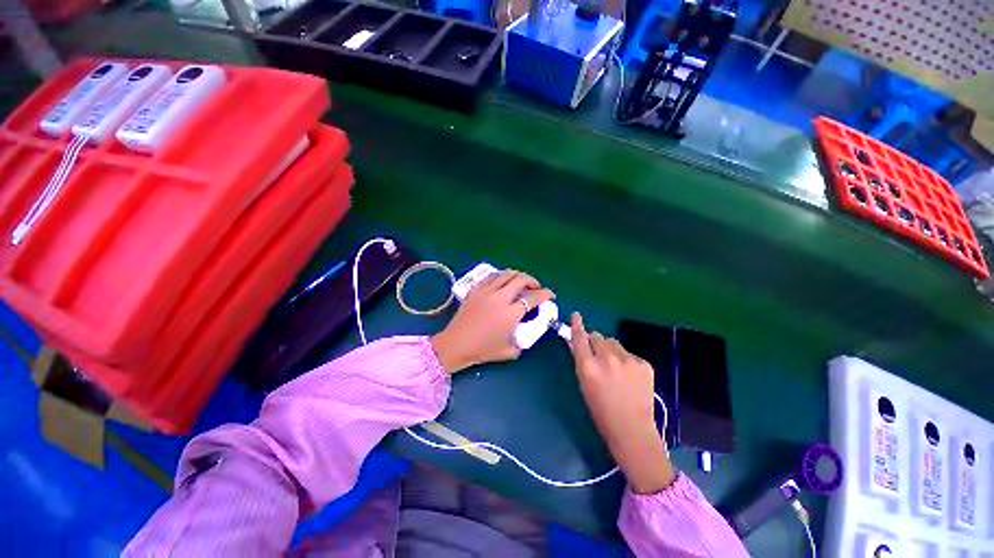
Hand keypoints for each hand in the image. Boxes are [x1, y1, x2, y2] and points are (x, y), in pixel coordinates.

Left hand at [431, 270, 553, 373]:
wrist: (455, 344)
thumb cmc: (482, 350)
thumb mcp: (508, 352)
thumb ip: (522, 342)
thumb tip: (526, 333)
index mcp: (510, 314)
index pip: (533, 298)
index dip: (545, 294)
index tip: (550, 295)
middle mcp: (500, 298)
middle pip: (521, 280)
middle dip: (533, 281)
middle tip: (535, 287)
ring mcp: (486, 291)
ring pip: (506, 274)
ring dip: (518, 276)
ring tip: (521, 282)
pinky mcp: (475, 290)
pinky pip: (491, 276)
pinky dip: (501, 276)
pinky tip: (502, 281)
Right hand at [569, 312, 675, 493]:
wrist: (632, 429)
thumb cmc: (600, 410)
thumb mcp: (583, 383)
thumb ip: (579, 359)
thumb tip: (573, 341)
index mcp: (588, 365)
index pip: (580, 337)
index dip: (577, 324)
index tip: (576, 315)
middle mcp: (607, 358)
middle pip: (597, 336)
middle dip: (595, 342)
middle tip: (598, 356)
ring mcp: (627, 360)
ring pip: (613, 343)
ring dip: (610, 349)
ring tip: (615, 367)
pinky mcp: (643, 363)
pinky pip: (628, 353)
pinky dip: (625, 360)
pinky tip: (628, 376)